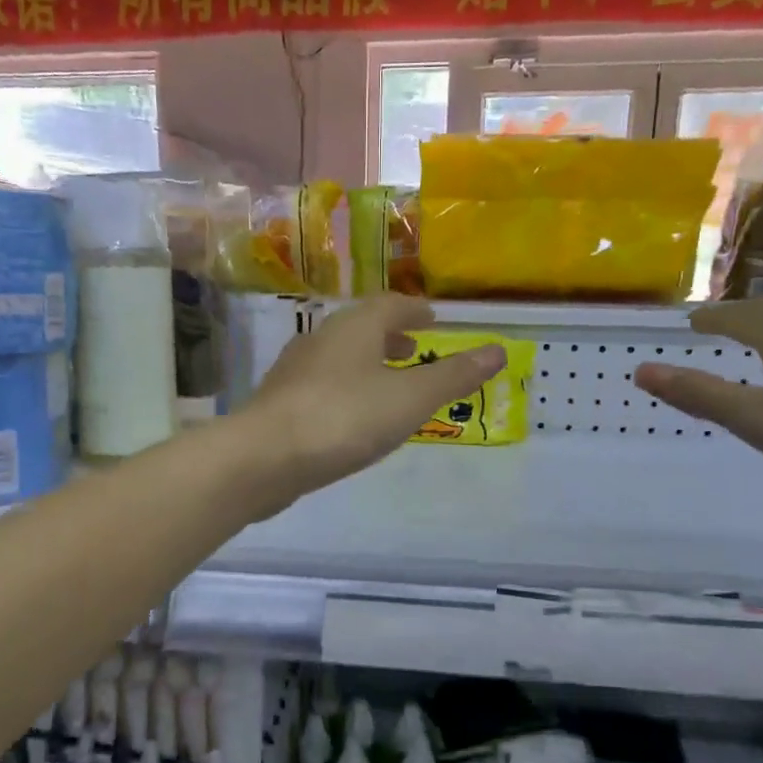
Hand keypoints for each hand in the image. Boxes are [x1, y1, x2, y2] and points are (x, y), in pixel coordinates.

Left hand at [242, 294, 503, 505]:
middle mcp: (320, 339)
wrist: (264, 457)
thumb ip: (453, 376)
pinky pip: (321, 386)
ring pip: (339, 357)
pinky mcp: (279, 403)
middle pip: (361, 329)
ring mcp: (294, 371)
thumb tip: (498, 350)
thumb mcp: (410, 398)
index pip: (389, 305)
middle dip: (390, 337)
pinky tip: (350, 417)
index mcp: (354, 327)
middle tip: (414, 349)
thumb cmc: (344, 418)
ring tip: (388, 384)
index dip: (414, 310)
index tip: (431, 319)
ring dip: (366, 364)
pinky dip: (345, 389)